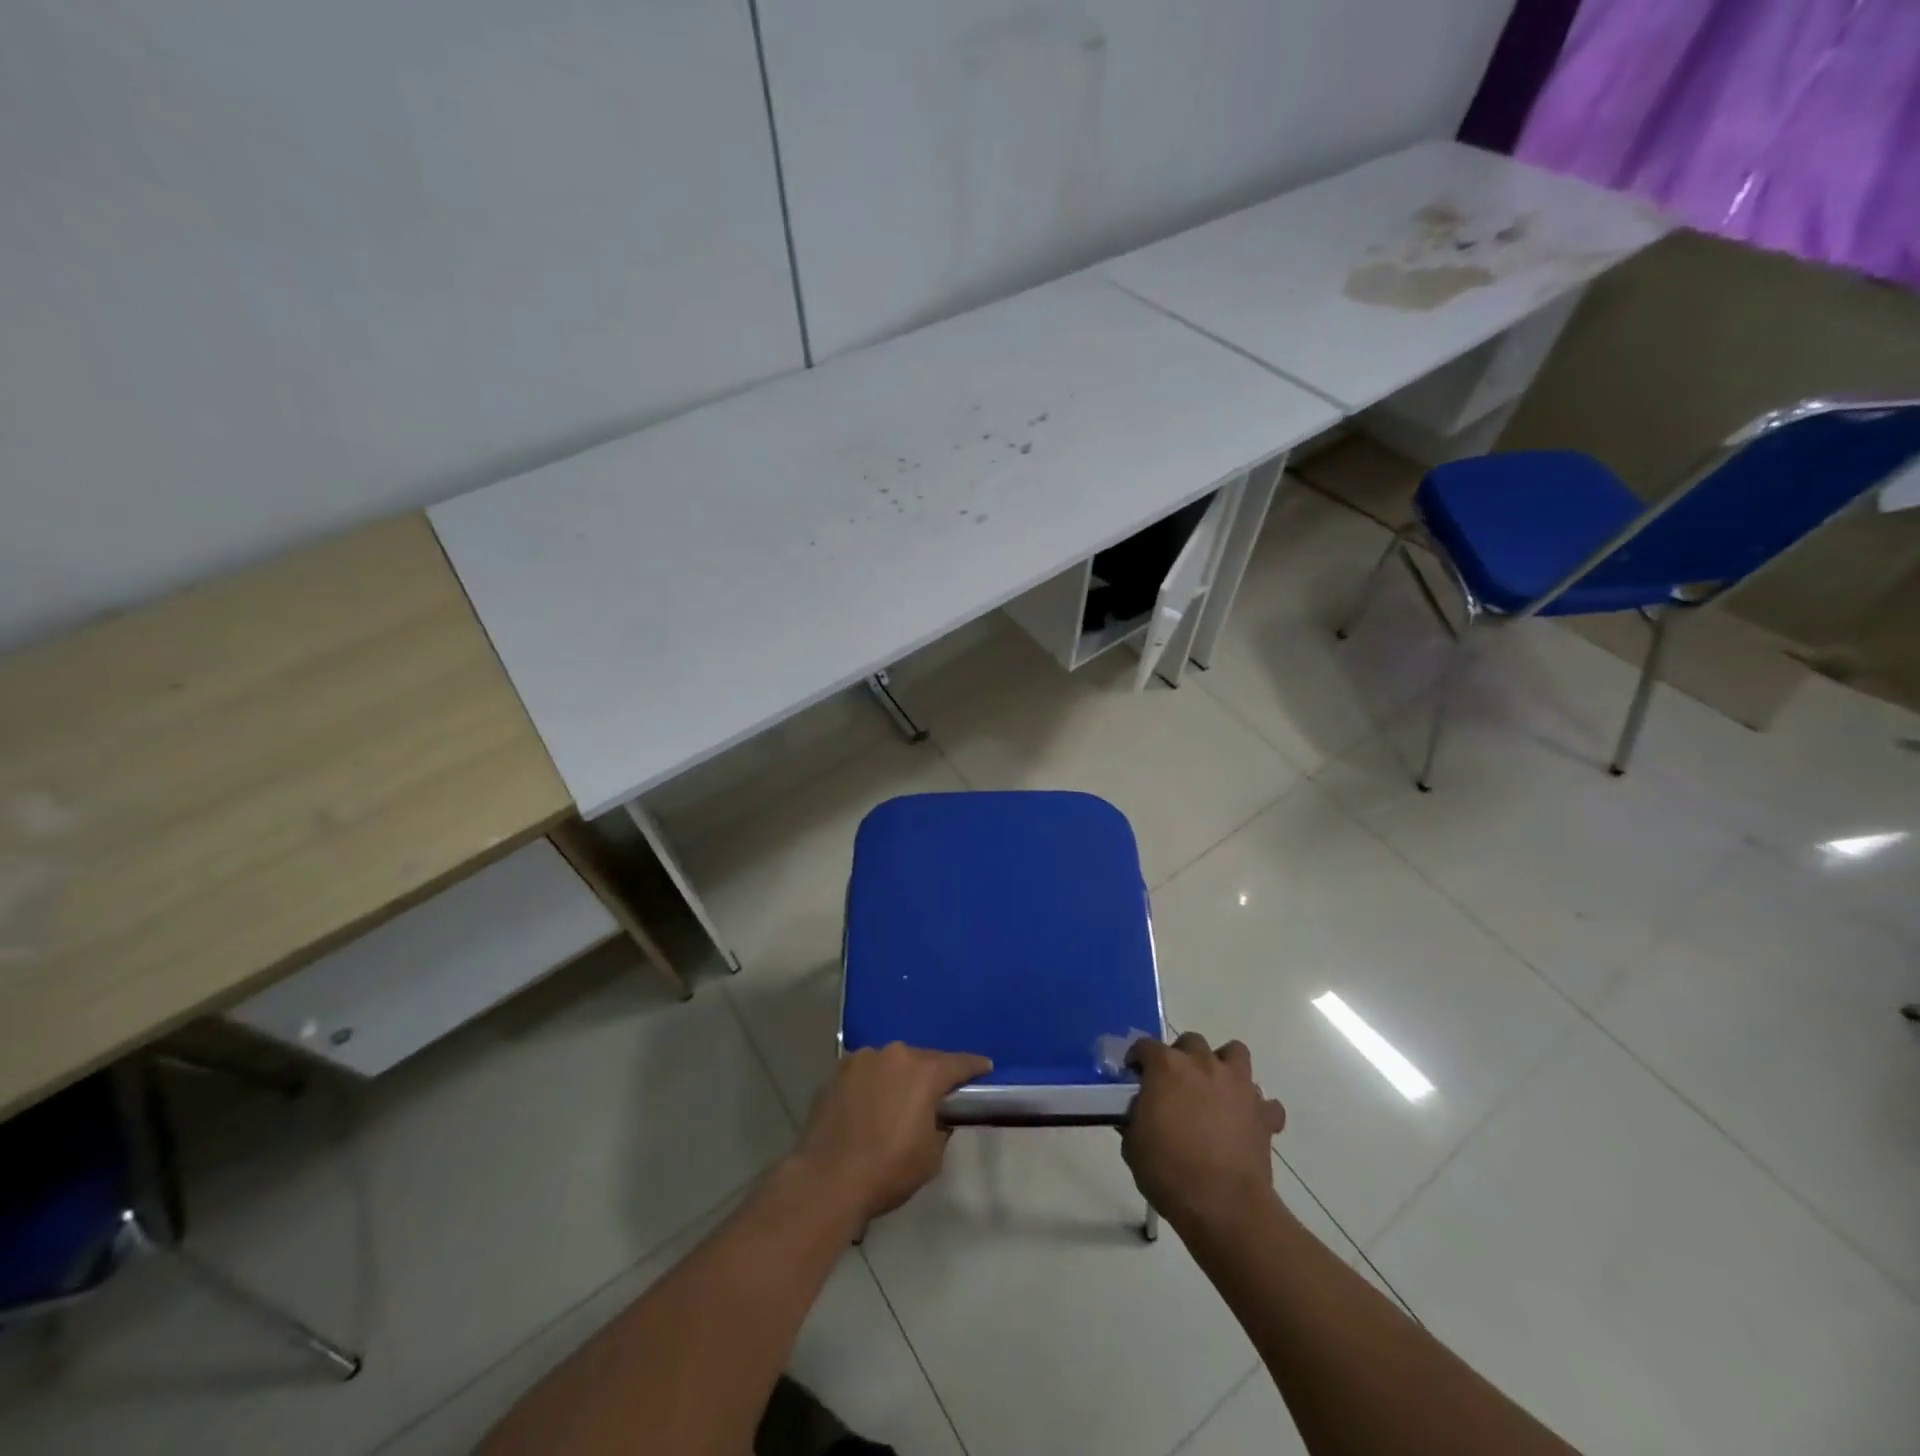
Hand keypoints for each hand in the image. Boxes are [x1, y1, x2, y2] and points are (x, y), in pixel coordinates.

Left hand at [795, 1043, 991, 1223]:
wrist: (827, 1179)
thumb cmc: (888, 1170)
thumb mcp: (931, 1157)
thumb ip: (941, 1127)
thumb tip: (935, 1117)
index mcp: (924, 1071)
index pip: (959, 1063)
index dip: (974, 1066)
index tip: (984, 1067)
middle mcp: (894, 1054)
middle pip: (922, 1060)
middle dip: (930, 1075)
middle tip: (934, 1095)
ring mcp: (862, 1059)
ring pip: (891, 1063)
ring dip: (898, 1077)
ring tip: (896, 1102)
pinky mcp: (837, 1071)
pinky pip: (865, 1072)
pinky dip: (872, 1084)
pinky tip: (868, 1105)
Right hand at [1123, 1033, 1286, 1231]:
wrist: (1223, 1205)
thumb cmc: (1169, 1171)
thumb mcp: (1133, 1145)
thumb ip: (1135, 1117)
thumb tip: (1140, 1111)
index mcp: (1167, 1067)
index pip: (1146, 1046)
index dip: (1138, 1059)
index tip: (1135, 1076)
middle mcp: (1203, 1064)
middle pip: (1192, 1041)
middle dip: (1182, 1055)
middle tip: (1175, 1083)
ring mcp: (1238, 1085)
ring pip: (1235, 1053)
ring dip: (1224, 1065)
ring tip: (1215, 1089)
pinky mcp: (1264, 1113)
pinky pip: (1265, 1102)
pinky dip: (1257, 1108)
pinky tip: (1246, 1122)